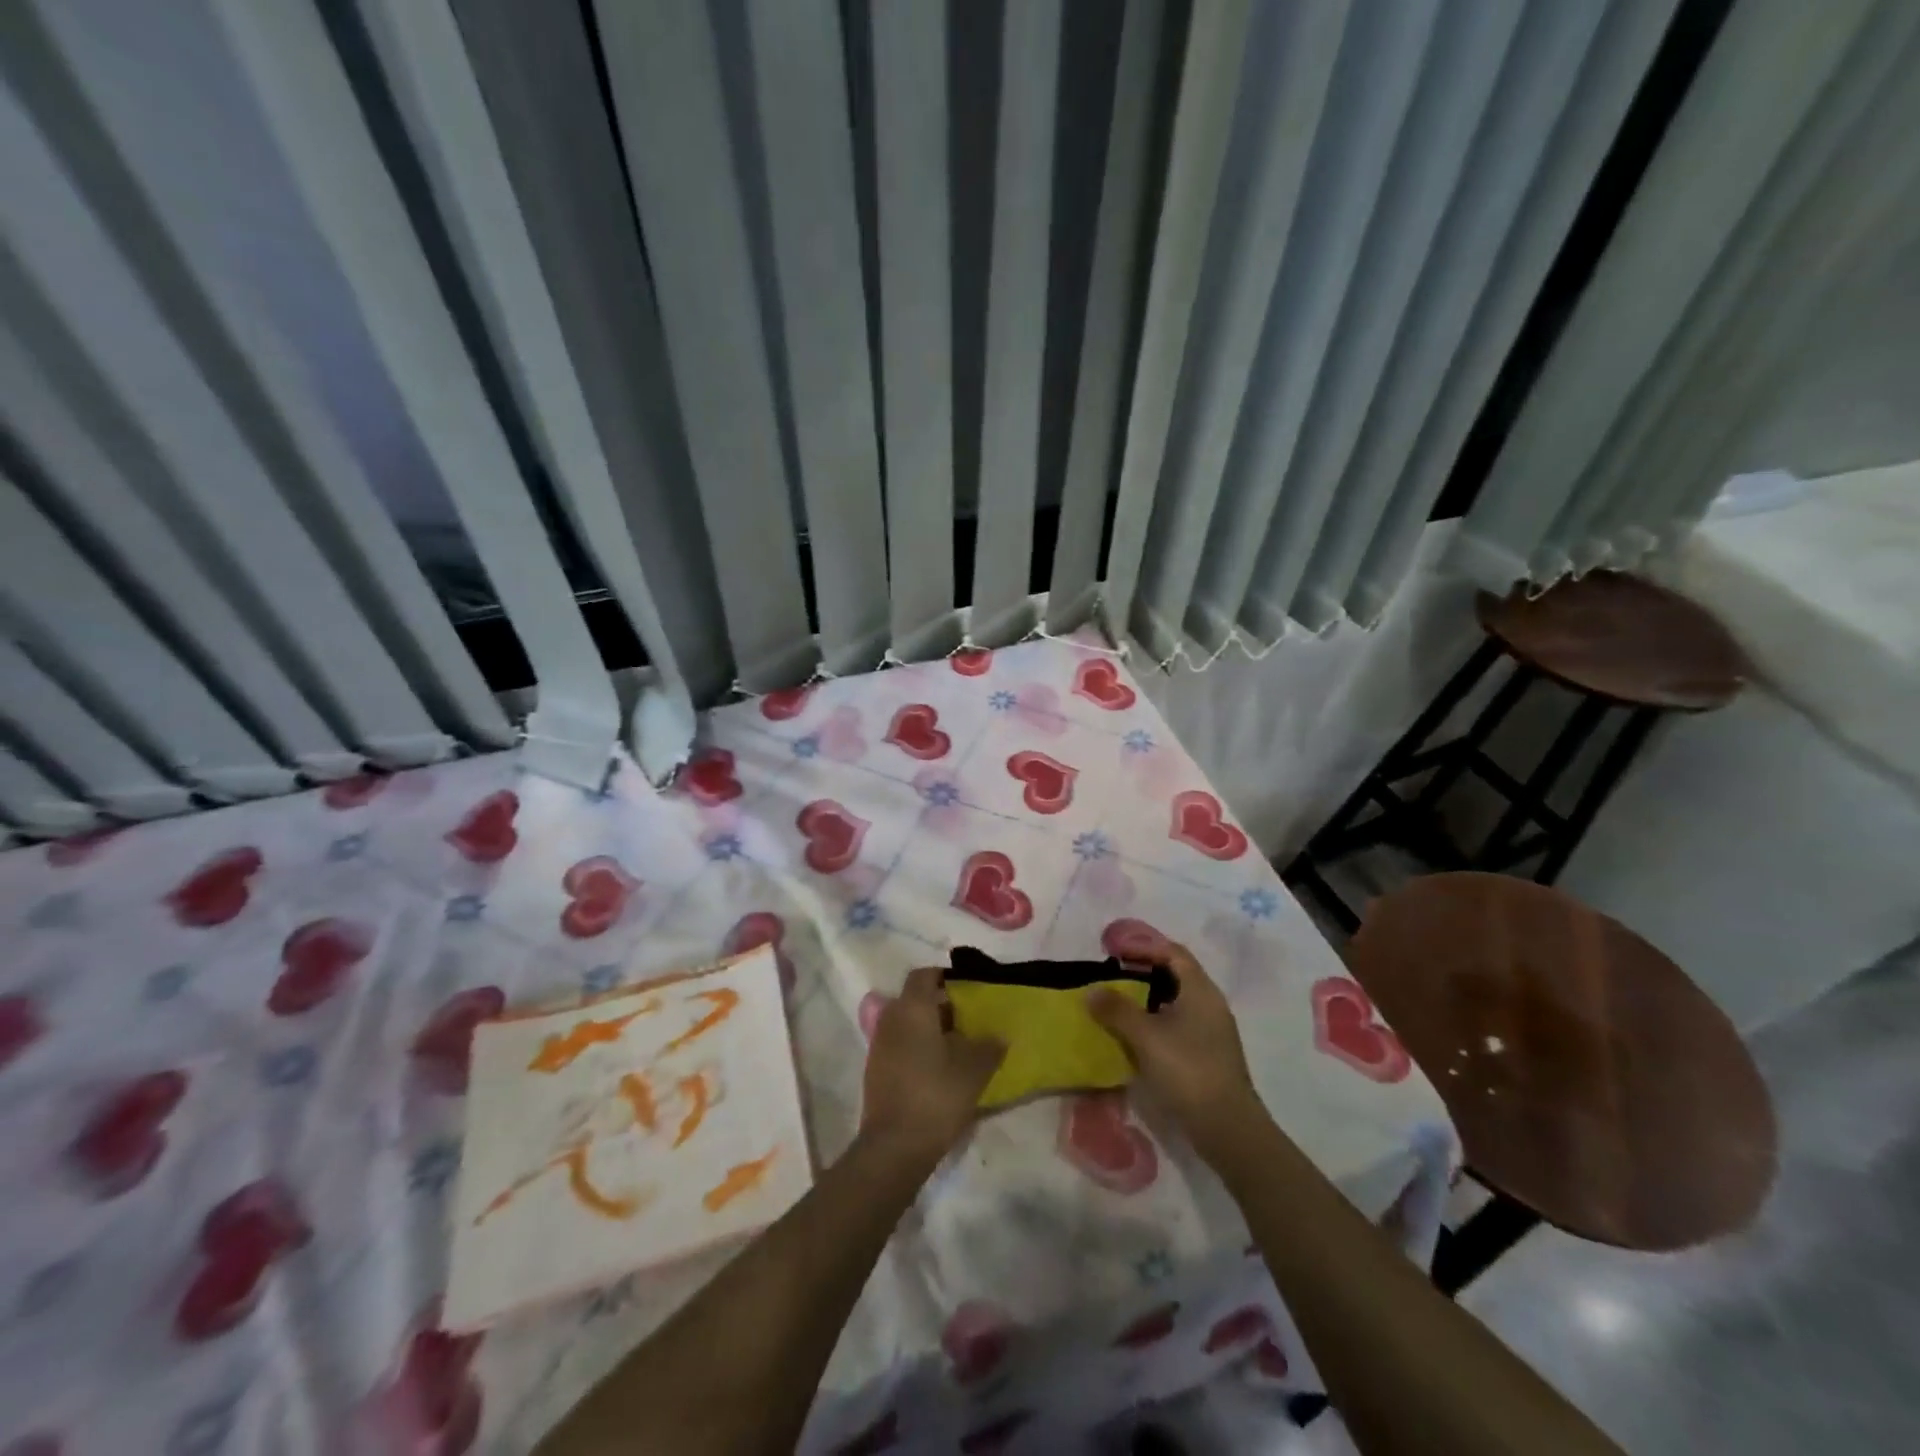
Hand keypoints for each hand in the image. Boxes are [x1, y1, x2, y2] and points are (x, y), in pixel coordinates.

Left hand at [858, 967, 1004, 1167]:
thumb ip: (989, 1046)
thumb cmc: (936, 1096)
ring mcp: (880, 1044)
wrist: (895, 1146)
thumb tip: (999, 1036)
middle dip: (941, 1005)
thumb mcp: (974, 1070)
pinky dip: (918, 1048)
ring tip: (959, 1046)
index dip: (946, 977)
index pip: (924, 975)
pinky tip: (940, 1069)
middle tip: (970, 1019)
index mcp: (912, 1008)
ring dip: (930, 1028)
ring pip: (907, 1023)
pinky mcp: (876, 1069)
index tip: (968, 989)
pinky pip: (900, 1044)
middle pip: (915, 999)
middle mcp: (891, 1018)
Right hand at [1087, 943, 1263, 1154]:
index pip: (1173, 953)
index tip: (1115, 952)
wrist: (1227, 1128)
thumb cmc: (1188, 1070)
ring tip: (1119, 1004)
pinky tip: (1136, 1036)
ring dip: (1148, 999)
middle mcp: (1210, 1004)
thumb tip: (1092, 991)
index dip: (1144, 947)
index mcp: (1200, 990)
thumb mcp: (1146, 1037)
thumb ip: (1117, 1010)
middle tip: (1113, 975)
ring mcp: (1212, 1031)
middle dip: (1144, 972)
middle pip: (1176, 975)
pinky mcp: (1208, 1055)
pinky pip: (1179, 1025)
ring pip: (1176, 1002)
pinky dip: (1156, 1021)